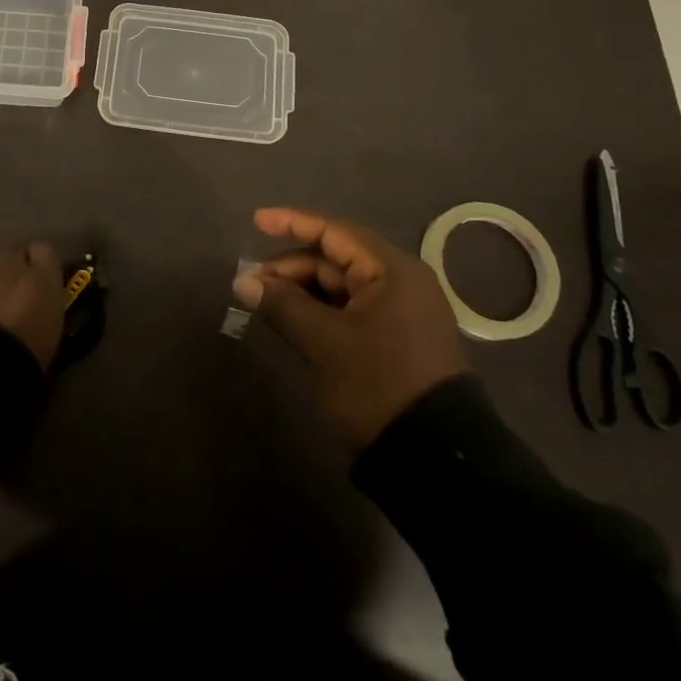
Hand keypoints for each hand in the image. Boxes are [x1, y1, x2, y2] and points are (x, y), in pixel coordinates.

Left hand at [0, 242, 66, 370]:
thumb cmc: (23, 359)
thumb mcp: (49, 335)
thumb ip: (44, 309)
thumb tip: (38, 307)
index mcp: (42, 280)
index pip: (45, 250)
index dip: (40, 261)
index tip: (39, 276)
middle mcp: (11, 268)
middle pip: (13, 253)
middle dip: (12, 267)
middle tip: (10, 293)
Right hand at [234, 207, 468, 446]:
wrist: (436, 459)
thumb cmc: (378, 385)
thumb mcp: (324, 343)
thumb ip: (282, 304)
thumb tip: (243, 281)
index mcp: (392, 270)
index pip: (334, 232)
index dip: (292, 223)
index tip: (256, 221)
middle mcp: (401, 281)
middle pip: (336, 259)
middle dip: (292, 267)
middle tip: (252, 284)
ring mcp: (403, 311)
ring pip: (343, 286)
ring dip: (304, 290)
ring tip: (266, 303)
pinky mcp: (399, 338)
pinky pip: (353, 309)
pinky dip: (322, 310)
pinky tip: (295, 320)